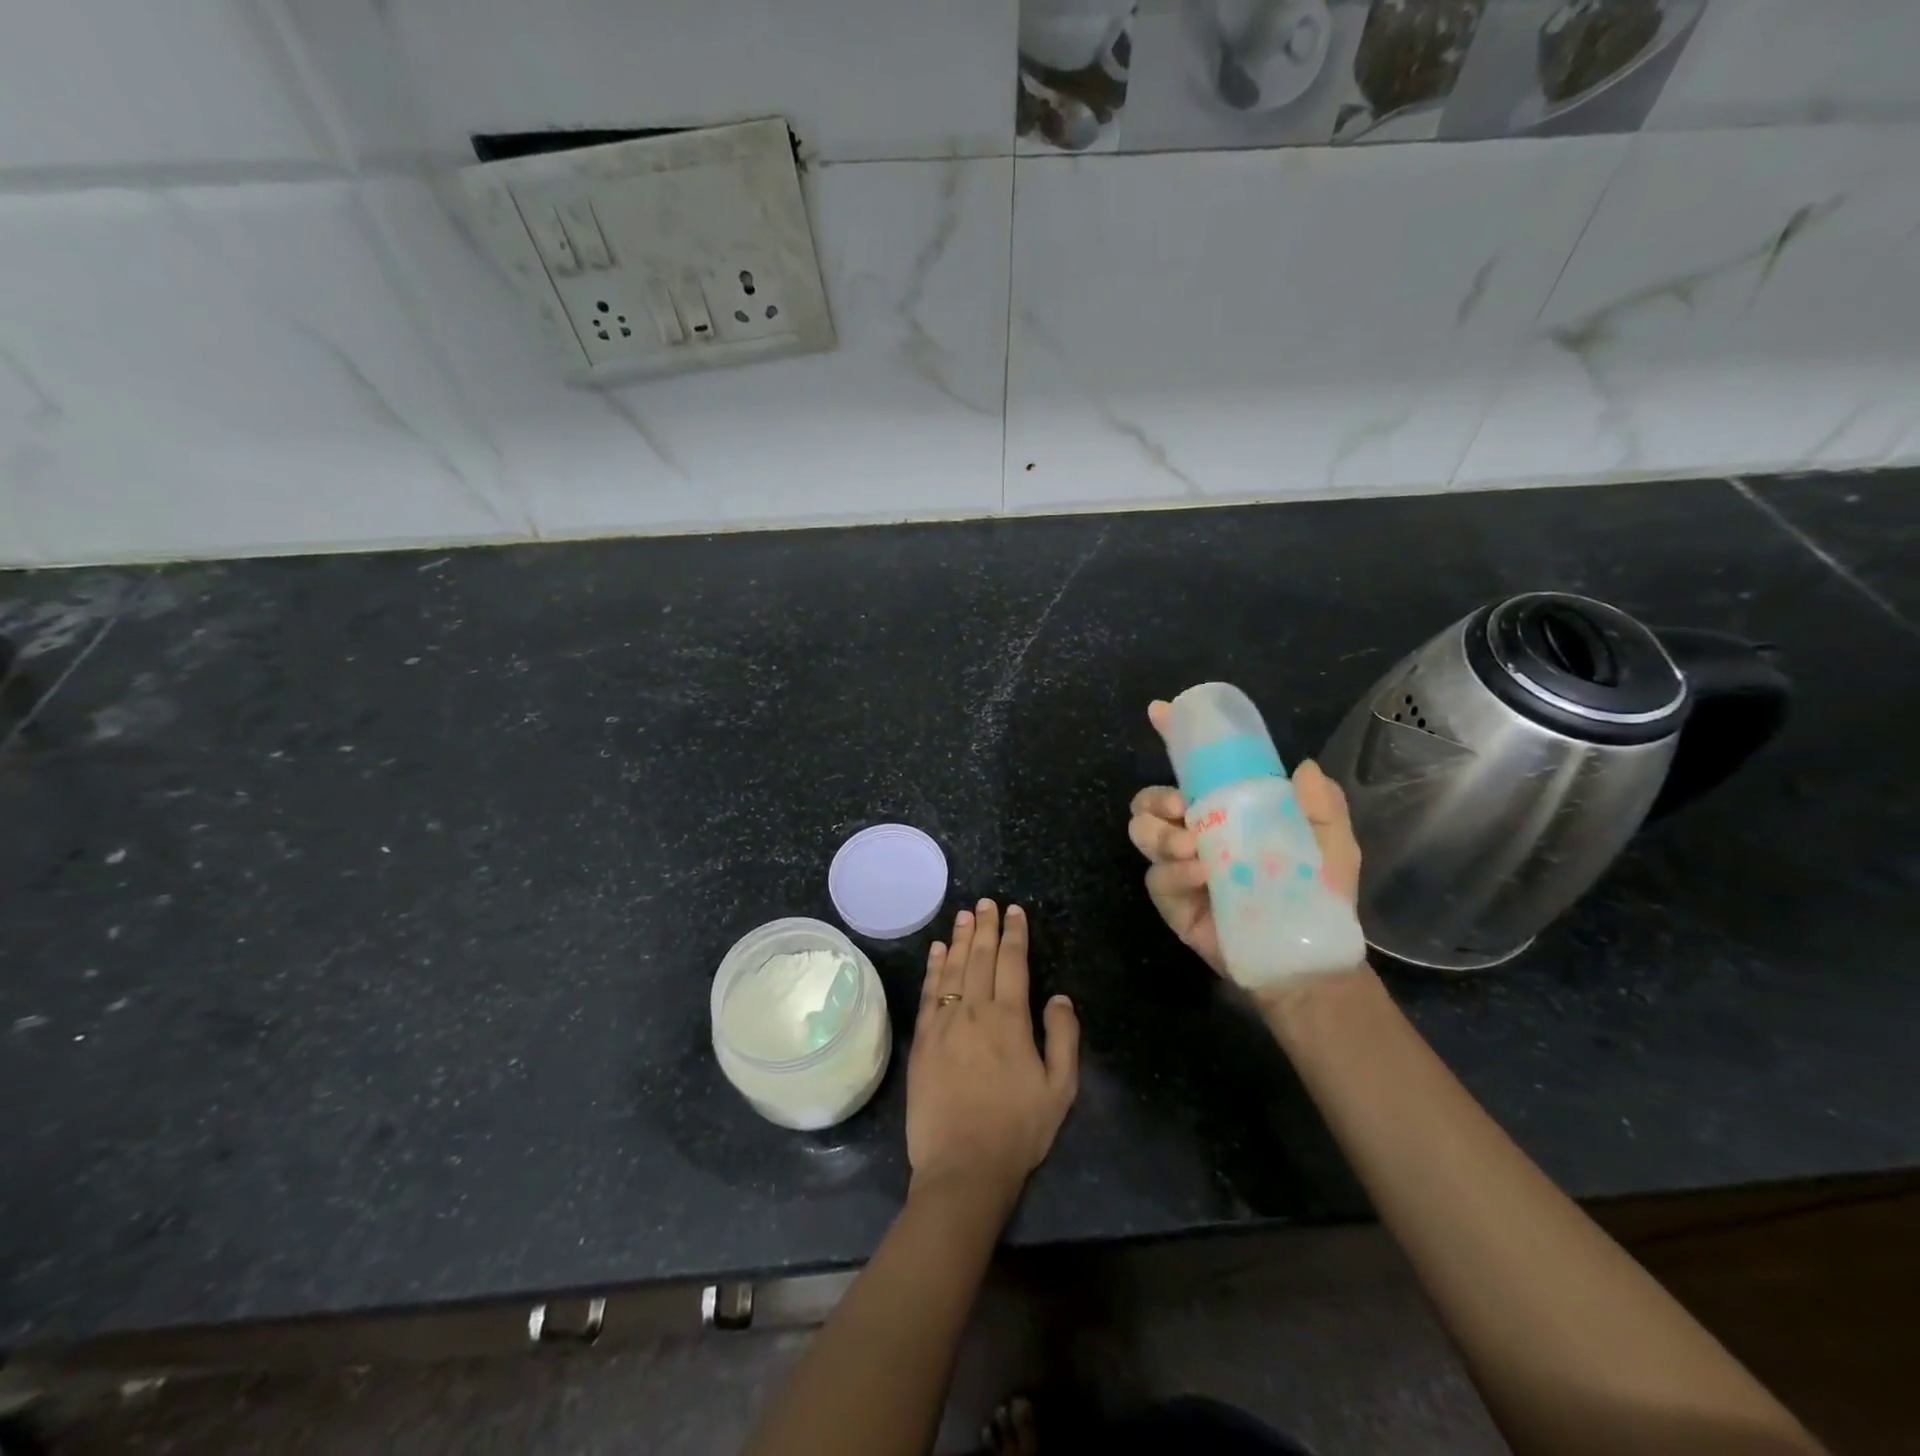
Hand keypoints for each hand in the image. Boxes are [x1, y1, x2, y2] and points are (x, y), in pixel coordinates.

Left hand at [907, 901, 1079, 1208]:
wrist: (963, 1166)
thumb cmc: (1017, 1129)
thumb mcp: (1060, 1089)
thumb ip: (1063, 1037)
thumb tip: (1059, 996)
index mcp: (1010, 1019)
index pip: (1012, 963)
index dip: (1014, 934)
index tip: (1015, 911)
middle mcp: (974, 1010)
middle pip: (980, 957)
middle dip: (986, 926)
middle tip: (987, 902)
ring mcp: (944, 1023)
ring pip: (953, 968)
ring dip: (960, 938)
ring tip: (965, 915)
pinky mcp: (923, 1039)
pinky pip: (929, 992)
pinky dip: (934, 967)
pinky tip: (937, 950)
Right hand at [1127, 698, 1362, 978]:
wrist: (1308, 956)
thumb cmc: (1318, 893)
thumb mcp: (1332, 842)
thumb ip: (1322, 805)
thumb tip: (1302, 767)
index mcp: (1225, 810)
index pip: (1191, 770)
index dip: (1172, 738)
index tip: (1159, 712)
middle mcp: (1194, 833)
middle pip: (1149, 801)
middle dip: (1155, 798)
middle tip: (1181, 808)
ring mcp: (1179, 868)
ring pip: (1141, 833)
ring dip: (1159, 834)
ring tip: (1193, 848)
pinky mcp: (1172, 902)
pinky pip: (1156, 878)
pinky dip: (1175, 871)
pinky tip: (1202, 875)